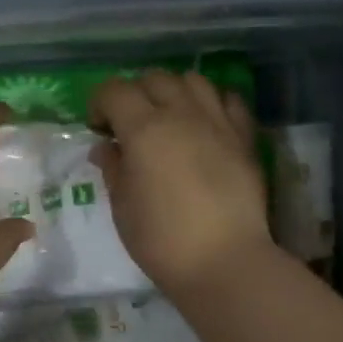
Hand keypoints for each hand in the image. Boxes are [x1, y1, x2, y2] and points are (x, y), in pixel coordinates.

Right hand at [89, 72, 273, 296]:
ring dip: (173, 92)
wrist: (224, 262)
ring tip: (169, 118)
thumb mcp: (122, 207)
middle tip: (130, 124)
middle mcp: (182, 114)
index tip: (98, 128)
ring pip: (192, 80)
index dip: (99, 103)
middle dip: (135, 94)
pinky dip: (211, 102)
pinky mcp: (245, 137)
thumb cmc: (161, 240)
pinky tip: (204, 124)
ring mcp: (218, 122)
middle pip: (154, 79)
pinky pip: (228, 100)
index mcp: (144, 129)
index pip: (114, 91)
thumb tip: (106, 147)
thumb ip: (113, 168)